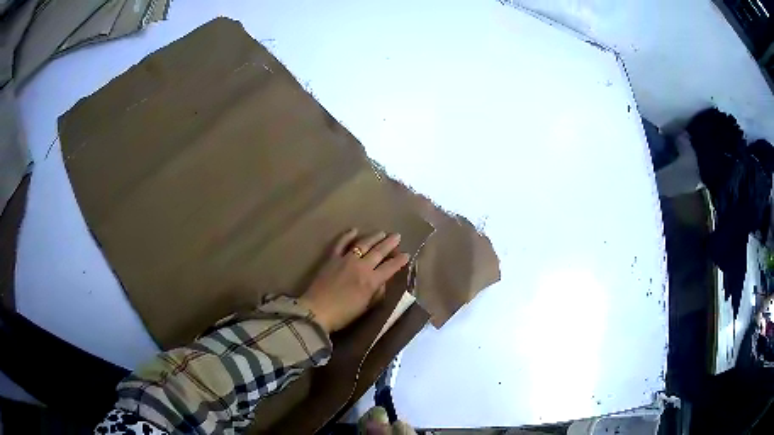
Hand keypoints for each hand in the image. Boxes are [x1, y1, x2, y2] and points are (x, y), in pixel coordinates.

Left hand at [299, 229, 409, 332]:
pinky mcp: (332, 258)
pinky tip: (354, 230)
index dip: (400, 260)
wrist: (316, 311)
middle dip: (390, 243)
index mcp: (372, 281)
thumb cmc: (343, 314)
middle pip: (379, 252)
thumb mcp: (365, 307)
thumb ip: (376, 293)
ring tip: (382, 232)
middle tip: (397, 236)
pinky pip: (341, 243)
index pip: (390, 267)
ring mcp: (346, 259)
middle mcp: (361, 266)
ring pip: (363, 244)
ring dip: (374, 237)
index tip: (406, 254)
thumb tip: (382, 282)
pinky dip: (347, 235)